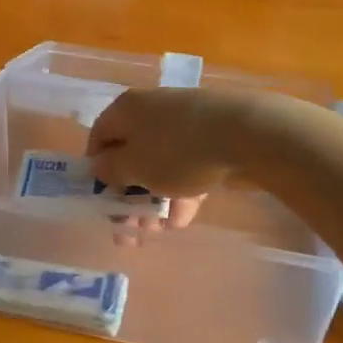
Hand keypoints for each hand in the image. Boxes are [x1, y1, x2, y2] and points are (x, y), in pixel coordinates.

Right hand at [86, 87, 265, 232]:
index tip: (99, 200)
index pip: (99, 137)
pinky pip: (187, 169)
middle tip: (127, 230)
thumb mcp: (134, 167)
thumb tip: (99, 166)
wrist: (247, 135)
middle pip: (131, 156)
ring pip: (160, 166)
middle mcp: (152, 111)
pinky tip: (181, 222)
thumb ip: (110, 170)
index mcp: (127, 109)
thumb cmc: (177, 150)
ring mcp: (185, 125)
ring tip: (155, 233)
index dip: (95, 170)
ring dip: (153, 202)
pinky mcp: (212, 141)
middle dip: (127, 197)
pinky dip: (181, 194)